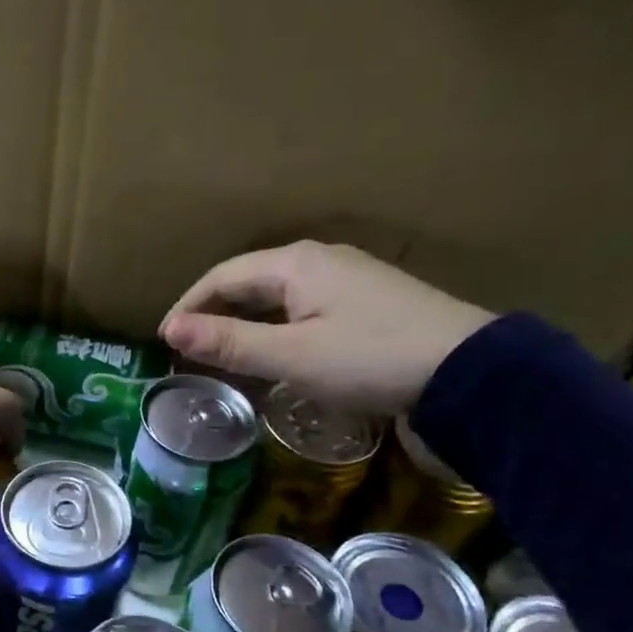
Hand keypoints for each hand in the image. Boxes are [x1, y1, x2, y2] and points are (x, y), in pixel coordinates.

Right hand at [160, 242, 495, 413]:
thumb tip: (170, 331)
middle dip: (213, 313)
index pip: (222, 276)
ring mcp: (348, 279)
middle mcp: (319, 260)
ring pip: (276, 296)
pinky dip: (274, 328)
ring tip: (221, 355)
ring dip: (243, 322)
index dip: (188, 306)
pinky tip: (273, 352)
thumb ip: (229, 342)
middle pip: (249, 282)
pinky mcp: (367, 302)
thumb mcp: (291, 356)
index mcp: (295, 264)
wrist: (469, 371)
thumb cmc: (369, 359)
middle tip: (188, 350)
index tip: (163, 341)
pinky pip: (302, 308)